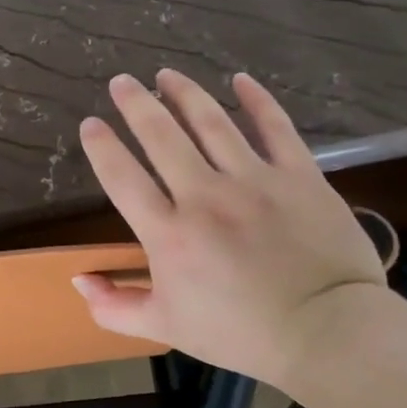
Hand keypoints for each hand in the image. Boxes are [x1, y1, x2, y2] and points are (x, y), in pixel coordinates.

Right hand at [73, 69, 387, 389]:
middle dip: (136, 104)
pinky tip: (240, 80)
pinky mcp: (299, 176)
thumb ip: (114, 307)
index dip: (102, 146)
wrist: (328, 333)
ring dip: (185, 94)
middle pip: (161, 136)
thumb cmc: (241, 333)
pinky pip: (275, 128)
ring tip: (166, 74)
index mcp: (168, 233)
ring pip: (212, 123)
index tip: (90, 124)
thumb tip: (78, 280)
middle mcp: (204, 196)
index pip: (122, 177)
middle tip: (122, 81)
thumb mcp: (166, 327)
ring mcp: (254, 180)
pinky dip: (257, 100)